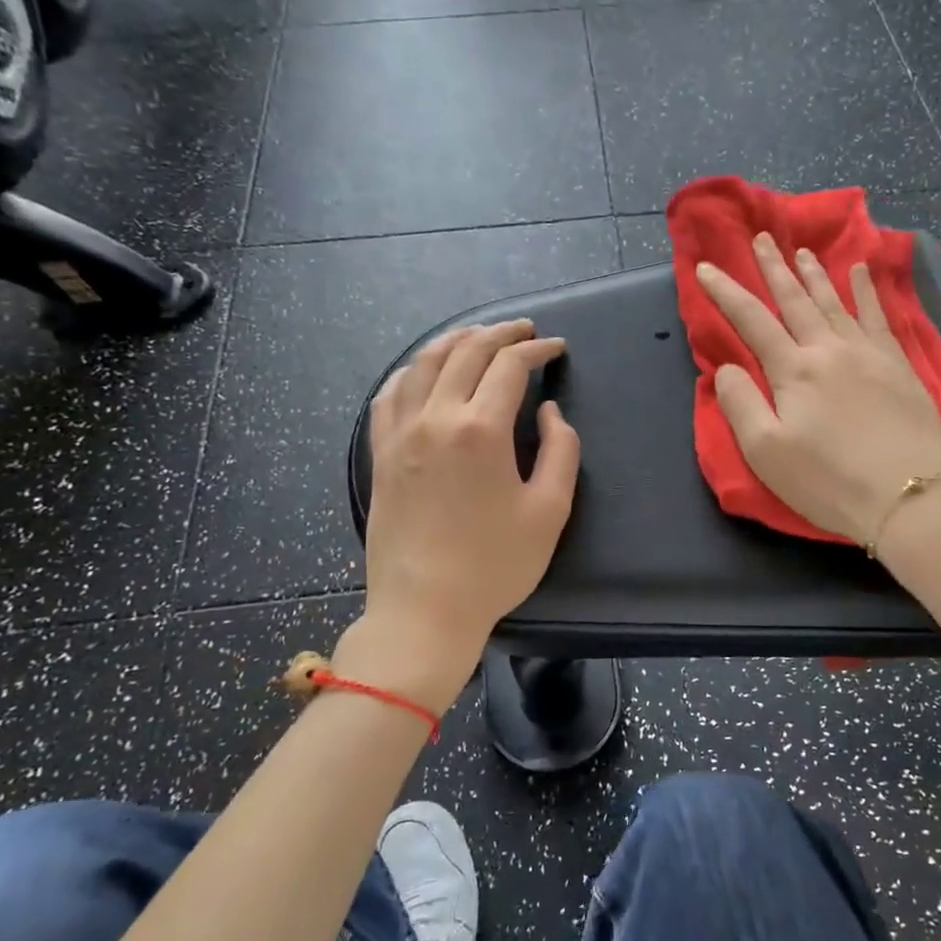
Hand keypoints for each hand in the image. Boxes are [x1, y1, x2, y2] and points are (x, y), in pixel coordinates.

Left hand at [364, 320, 580, 667]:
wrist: (424, 610)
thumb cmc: (494, 565)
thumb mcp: (549, 511)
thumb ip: (560, 451)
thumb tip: (548, 411)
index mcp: (480, 430)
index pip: (509, 366)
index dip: (537, 350)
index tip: (556, 348)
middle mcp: (435, 418)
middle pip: (466, 352)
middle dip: (500, 333)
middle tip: (525, 331)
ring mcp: (400, 434)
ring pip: (424, 364)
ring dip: (455, 341)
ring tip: (477, 336)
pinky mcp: (381, 454)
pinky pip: (389, 394)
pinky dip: (411, 370)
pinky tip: (423, 371)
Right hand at [696, 233, 940, 544]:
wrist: (911, 498)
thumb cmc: (829, 481)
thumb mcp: (766, 452)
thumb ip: (740, 403)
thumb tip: (726, 367)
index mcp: (794, 370)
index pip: (751, 319)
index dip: (726, 291)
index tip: (705, 267)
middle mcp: (830, 349)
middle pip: (796, 300)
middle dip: (774, 268)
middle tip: (762, 237)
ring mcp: (869, 353)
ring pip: (835, 301)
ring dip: (816, 274)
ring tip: (802, 250)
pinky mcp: (899, 365)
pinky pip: (879, 316)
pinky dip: (867, 291)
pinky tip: (862, 272)